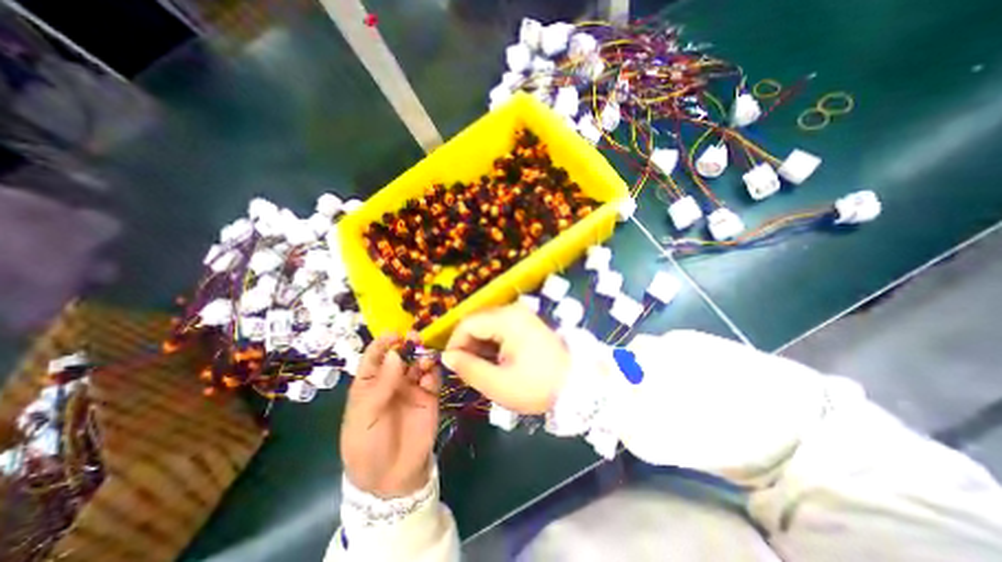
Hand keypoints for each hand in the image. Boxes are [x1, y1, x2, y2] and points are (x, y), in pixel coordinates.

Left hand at [341, 331, 438, 498]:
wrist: (391, 478)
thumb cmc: (367, 446)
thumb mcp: (364, 417)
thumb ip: (381, 385)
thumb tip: (396, 354)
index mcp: (369, 384)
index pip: (375, 357)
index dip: (383, 344)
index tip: (394, 334)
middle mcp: (392, 381)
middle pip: (400, 356)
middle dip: (408, 345)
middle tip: (415, 338)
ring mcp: (412, 388)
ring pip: (418, 364)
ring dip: (422, 356)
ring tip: (425, 360)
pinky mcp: (430, 396)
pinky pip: (433, 378)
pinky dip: (434, 372)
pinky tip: (431, 376)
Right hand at [440, 304, 566, 414]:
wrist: (577, 385)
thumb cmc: (537, 386)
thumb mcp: (498, 383)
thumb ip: (468, 368)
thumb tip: (447, 357)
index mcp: (507, 319)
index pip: (467, 323)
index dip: (454, 344)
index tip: (452, 366)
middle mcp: (513, 310)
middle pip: (477, 322)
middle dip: (467, 346)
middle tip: (468, 371)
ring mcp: (522, 315)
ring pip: (487, 326)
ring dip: (479, 346)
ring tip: (483, 369)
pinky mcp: (527, 323)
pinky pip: (500, 329)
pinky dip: (492, 344)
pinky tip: (496, 362)